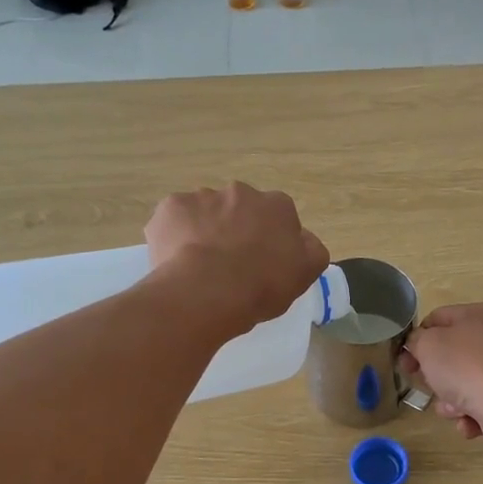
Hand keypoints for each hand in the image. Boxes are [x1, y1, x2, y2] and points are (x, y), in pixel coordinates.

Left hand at [145, 183, 328, 337]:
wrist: (207, 292)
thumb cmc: (262, 285)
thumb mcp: (305, 273)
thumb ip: (311, 250)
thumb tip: (303, 239)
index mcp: (277, 206)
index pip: (279, 217)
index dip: (270, 240)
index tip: (263, 263)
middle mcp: (241, 192)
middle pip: (240, 210)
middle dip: (236, 229)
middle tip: (230, 264)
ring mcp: (203, 196)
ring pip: (205, 213)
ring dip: (205, 231)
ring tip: (200, 267)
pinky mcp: (171, 207)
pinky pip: (175, 220)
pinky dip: (176, 236)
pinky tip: (177, 261)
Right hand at [401, 303, 482, 443]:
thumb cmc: (464, 366)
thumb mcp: (427, 344)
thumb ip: (416, 340)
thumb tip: (419, 345)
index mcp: (475, 315)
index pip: (436, 319)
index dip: (416, 339)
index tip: (404, 361)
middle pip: (449, 355)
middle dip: (434, 376)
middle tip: (426, 385)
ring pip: (460, 384)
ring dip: (449, 401)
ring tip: (453, 407)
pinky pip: (477, 405)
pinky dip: (469, 415)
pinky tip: (469, 420)